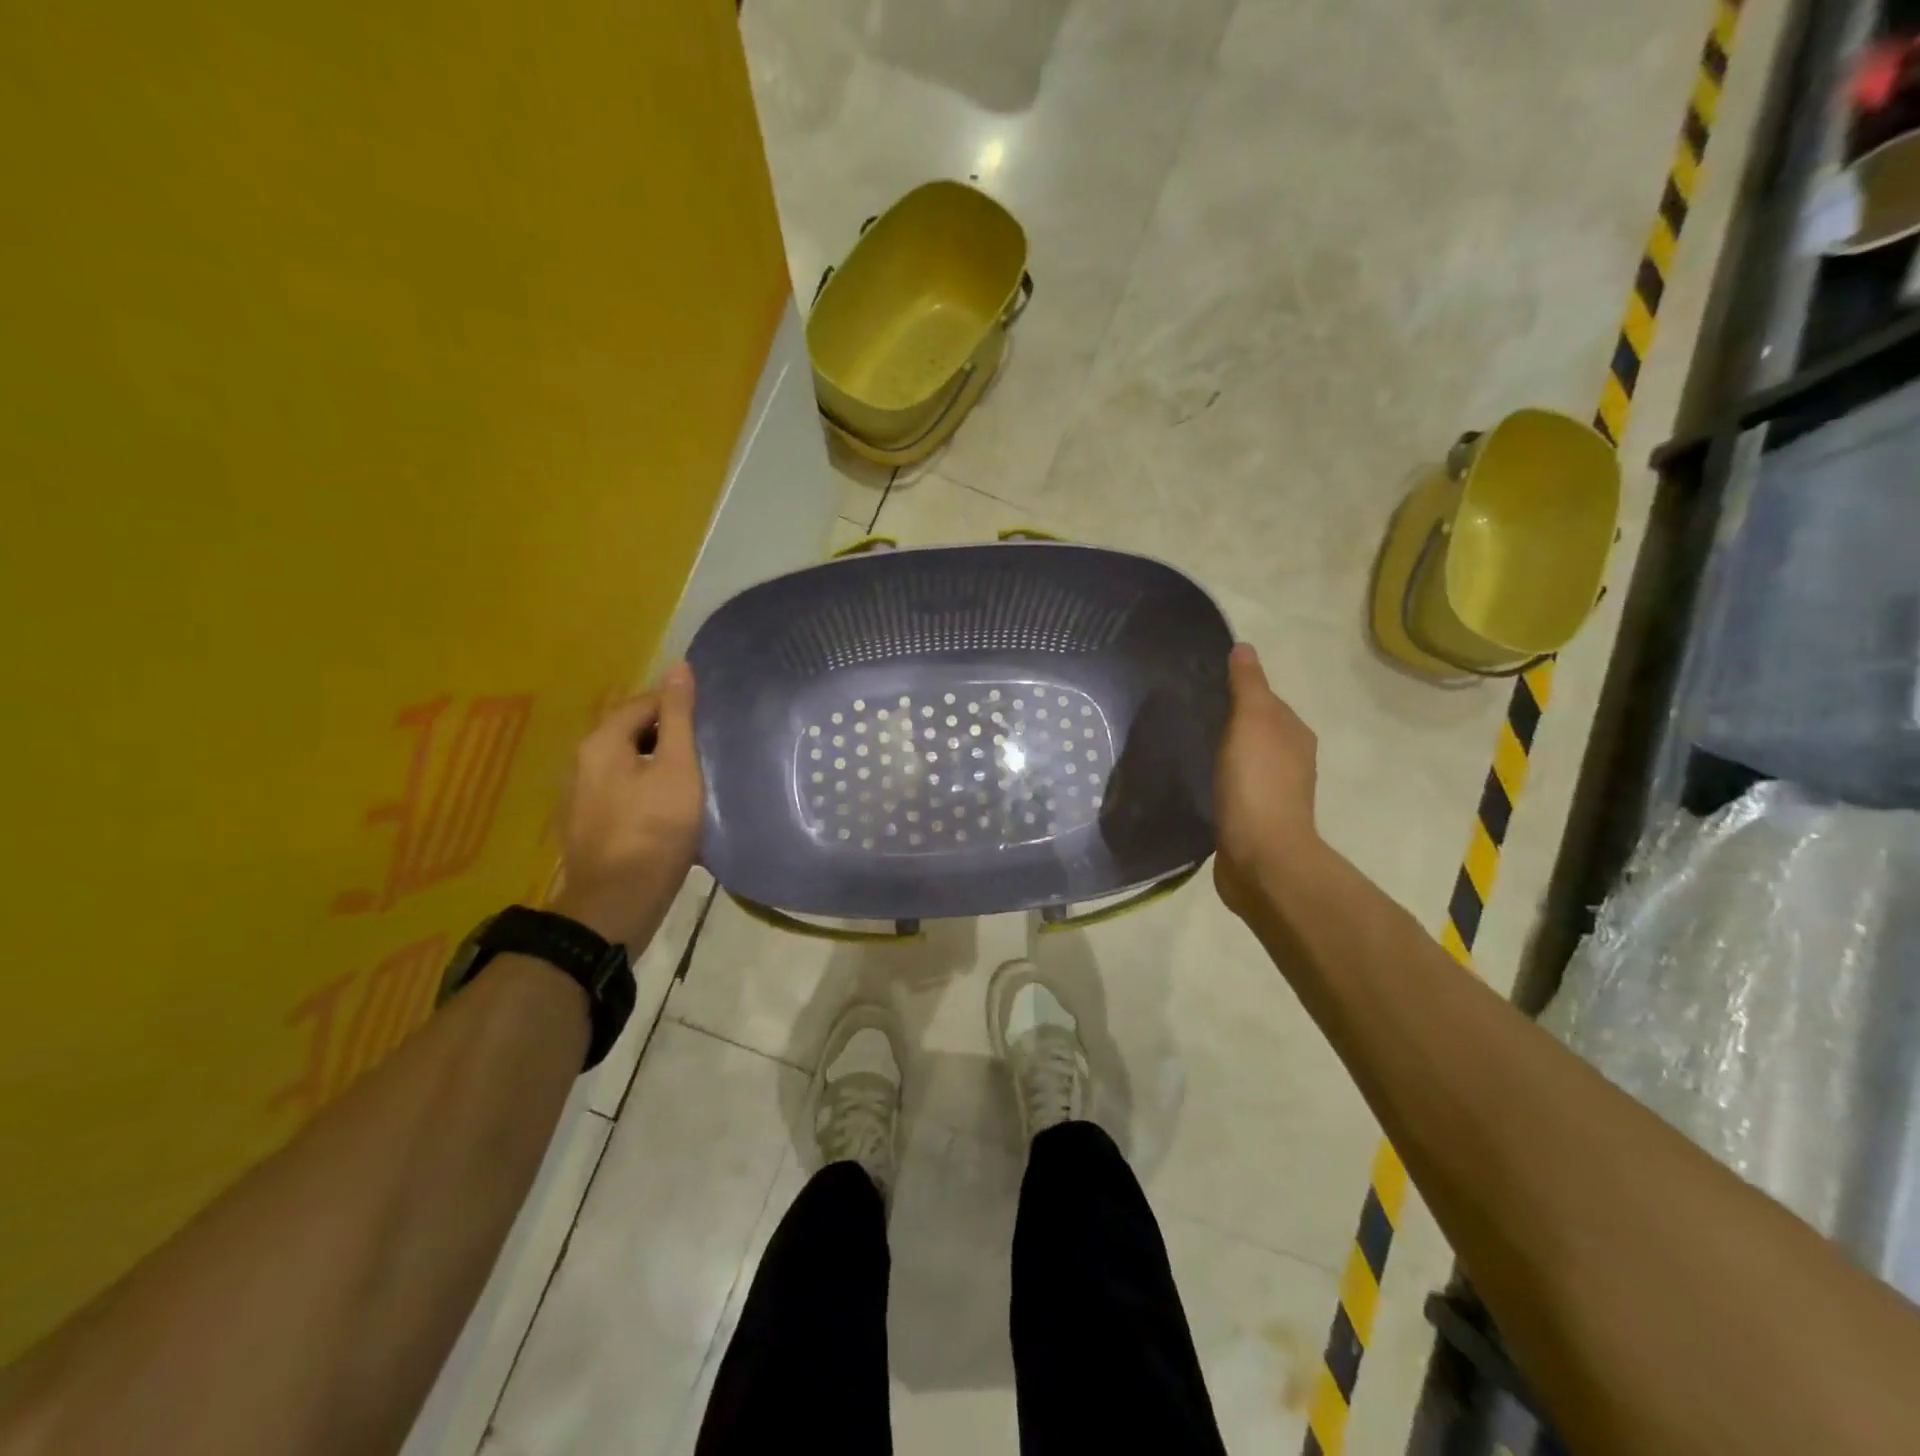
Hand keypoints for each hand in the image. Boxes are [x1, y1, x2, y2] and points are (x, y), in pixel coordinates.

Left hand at [549, 664, 703, 947]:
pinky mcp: (586, 823)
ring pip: (627, 763)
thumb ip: (679, 717)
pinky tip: (668, 807)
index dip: (680, 706)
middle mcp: (581, 761)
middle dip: (669, 735)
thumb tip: (679, 667)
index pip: (644, 703)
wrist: (618, 901)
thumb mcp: (678, 767)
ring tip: (694, 776)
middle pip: (632, 732)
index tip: (711, 722)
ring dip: (658, 764)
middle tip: (708, 750)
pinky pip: (620, 790)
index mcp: (602, 742)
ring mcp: (580, 795)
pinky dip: (645, 788)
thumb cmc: (655, 828)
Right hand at [1213, 644, 1319, 916]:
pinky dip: (1222, 783)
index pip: (1267, 701)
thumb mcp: (1251, 722)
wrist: (1261, 857)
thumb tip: (1245, 647)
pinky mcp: (1254, 822)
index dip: (1241, 692)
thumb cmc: (1257, 783)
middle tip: (1191, 717)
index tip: (1205, 688)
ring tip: (1192, 749)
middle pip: (1258, 732)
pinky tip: (1201, 785)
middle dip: (1231, 723)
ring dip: (1227, 755)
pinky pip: (1236, 791)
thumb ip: (1247, 686)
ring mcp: (1274, 795)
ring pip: (1247, 762)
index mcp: (1294, 735)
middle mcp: (1291, 762)